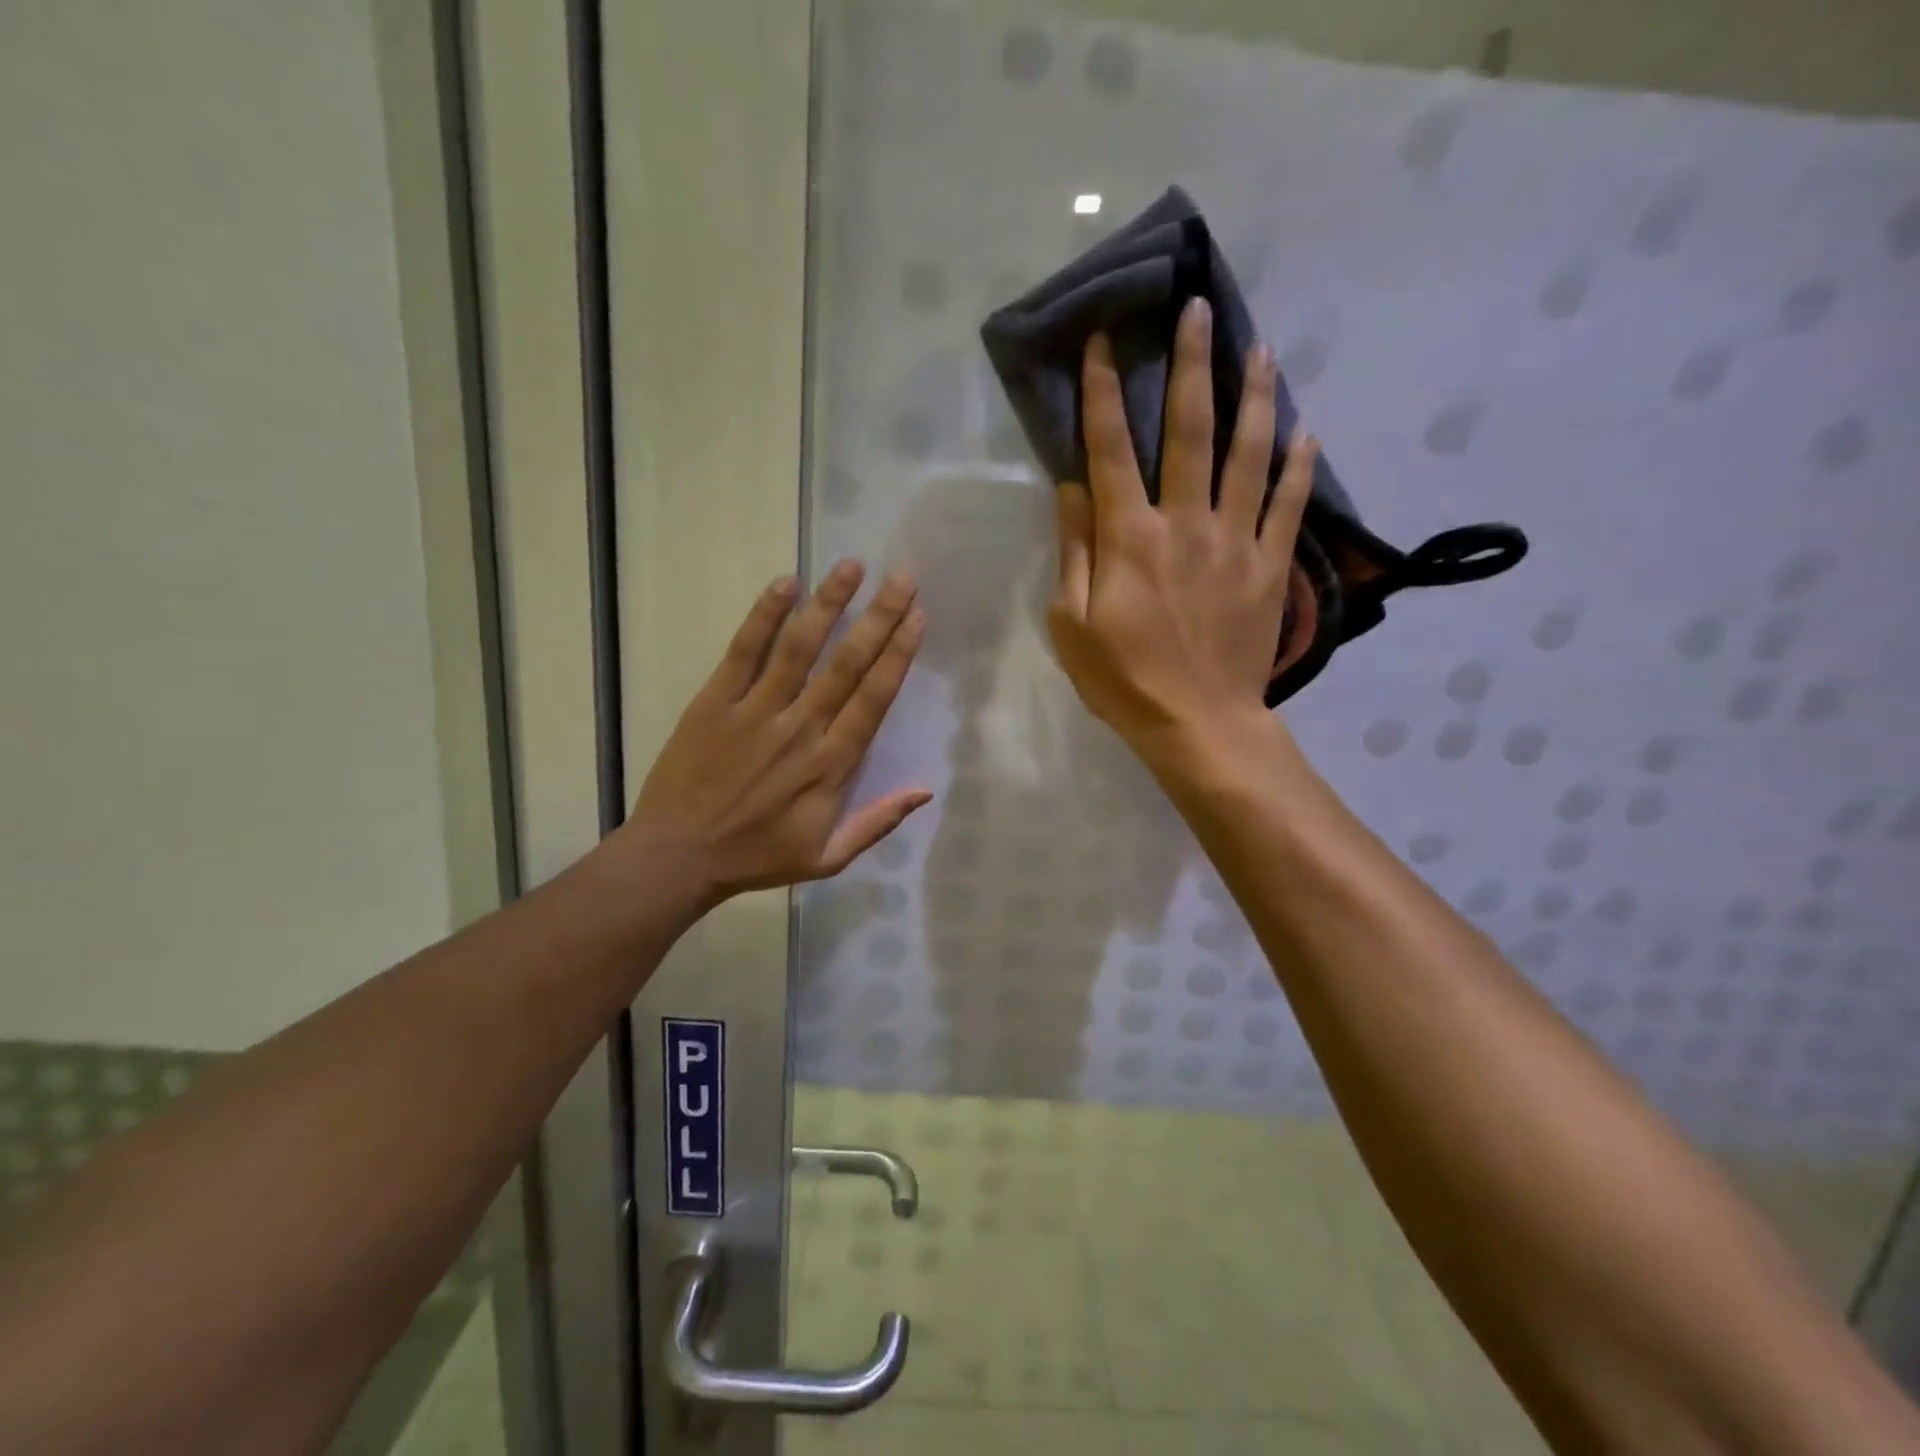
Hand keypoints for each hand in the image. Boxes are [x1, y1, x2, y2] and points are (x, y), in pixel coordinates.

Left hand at [627, 561, 928, 903]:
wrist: (678, 858)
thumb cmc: (757, 857)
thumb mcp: (828, 857)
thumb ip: (878, 822)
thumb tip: (926, 790)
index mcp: (831, 765)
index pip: (874, 698)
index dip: (898, 654)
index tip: (917, 616)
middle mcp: (800, 728)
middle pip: (846, 663)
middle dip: (878, 616)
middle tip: (902, 576)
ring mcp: (755, 711)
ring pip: (799, 647)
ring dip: (828, 604)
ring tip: (851, 566)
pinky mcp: (714, 702)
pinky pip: (743, 651)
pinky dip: (764, 616)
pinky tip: (786, 583)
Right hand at [1047, 297, 1316, 755]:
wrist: (1199, 723)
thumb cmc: (1124, 680)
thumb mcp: (1072, 623)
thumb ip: (1076, 551)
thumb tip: (1073, 488)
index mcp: (1130, 537)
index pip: (1111, 449)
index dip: (1102, 391)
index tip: (1102, 340)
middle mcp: (1185, 523)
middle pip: (1189, 430)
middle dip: (1190, 364)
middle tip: (1197, 309)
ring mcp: (1235, 541)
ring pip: (1249, 454)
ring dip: (1255, 396)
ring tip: (1261, 349)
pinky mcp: (1271, 566)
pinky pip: (1288, 505)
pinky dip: (1298, 466)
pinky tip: (1306, 432)